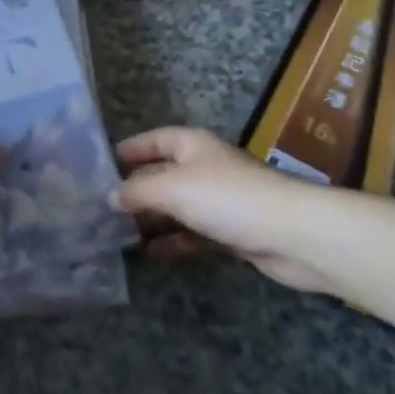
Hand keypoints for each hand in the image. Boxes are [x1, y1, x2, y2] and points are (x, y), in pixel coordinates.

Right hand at [117, 126, 337, 293]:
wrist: (291, 234)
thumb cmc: (227, 198)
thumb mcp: (173, 188)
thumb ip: (139, 190)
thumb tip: (111, 195)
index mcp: (192, 145)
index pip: (155, 140)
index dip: (131, 149)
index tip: (104, 164)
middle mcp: (205, 167)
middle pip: (163, 174)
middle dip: (136, 190)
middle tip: (103, 208)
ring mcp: (219, 200)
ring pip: (177, 206)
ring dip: (152, 219)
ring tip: (119, 234)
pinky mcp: (231, 231)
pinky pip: (193, 232)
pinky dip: (173, 241)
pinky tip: (151, 253)